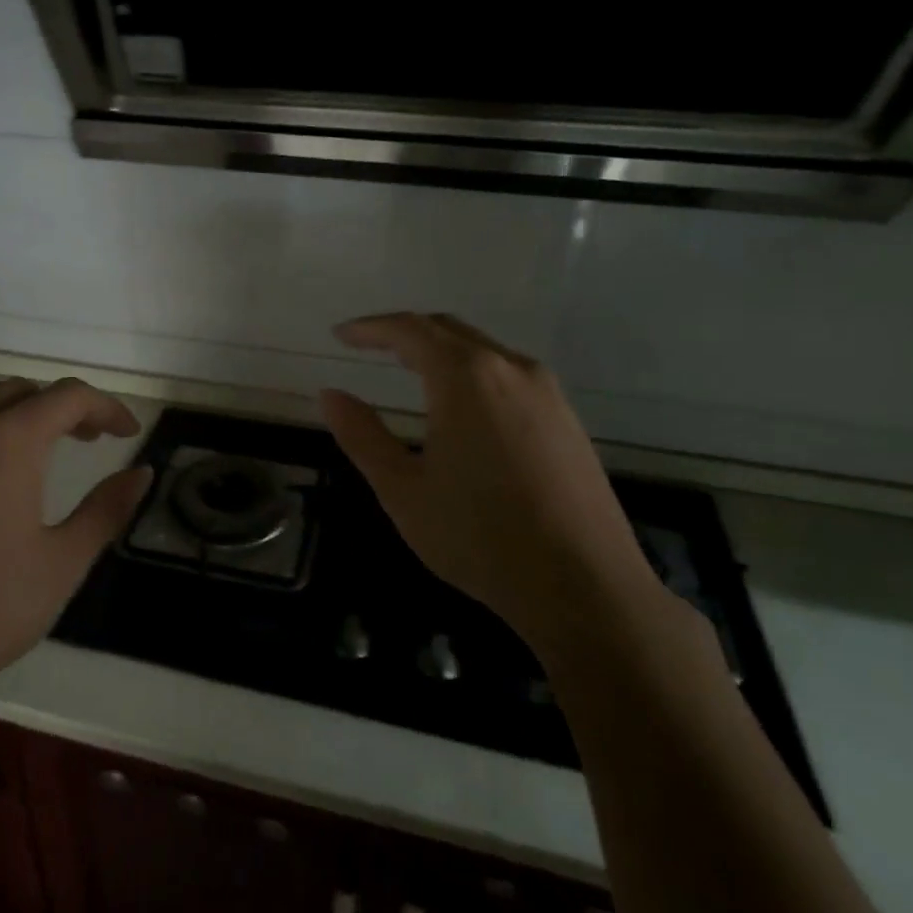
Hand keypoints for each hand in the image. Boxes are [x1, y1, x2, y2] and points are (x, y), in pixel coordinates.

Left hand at [0, 377, 152, 737]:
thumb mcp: (62, 562)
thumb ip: (107, 509)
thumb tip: (142, 473)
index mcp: (4, 444)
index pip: (67, 396)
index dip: (105, 406)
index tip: (128, 432)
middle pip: (18, 394)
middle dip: (61, 408)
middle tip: (89, 440)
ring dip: (15, 426)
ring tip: (38, 467)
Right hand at [320, 313, 665, 660]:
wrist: (583, 585)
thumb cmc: (478, 536)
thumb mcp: (402, 489)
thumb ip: (362, 435)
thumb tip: (330, 395)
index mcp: (465, 377)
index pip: (409, 330)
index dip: (370, 328)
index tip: (340, 335)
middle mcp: (511, 369)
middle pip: (449, 330)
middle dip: (405, 332)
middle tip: (369, 347)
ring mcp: (547, 393)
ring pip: (484, 350)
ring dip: (441, 351)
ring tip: (409, 371)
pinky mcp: (568, 420)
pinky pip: (510, 375)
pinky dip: (473, 373)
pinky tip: (463, 407)